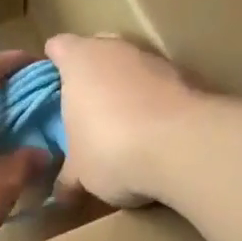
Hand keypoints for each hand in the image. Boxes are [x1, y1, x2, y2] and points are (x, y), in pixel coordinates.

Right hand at [45, 34, 200, 206]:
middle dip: (93, 74)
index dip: (53, 66)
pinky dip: (156, 104)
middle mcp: (117, 49)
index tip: (52, 89)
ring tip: (124, 127)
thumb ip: (68, 176)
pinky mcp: (189, 77)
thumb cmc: (111, 149)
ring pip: (134, 68)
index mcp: (80, 60)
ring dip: (128, 90)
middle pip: (99, 50)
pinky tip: (155, 135)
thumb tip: (60, 193)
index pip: (59, 47)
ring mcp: (156, 60)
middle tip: (86, 108)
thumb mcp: (80, 173)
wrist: (183, 147)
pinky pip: (162, 87)